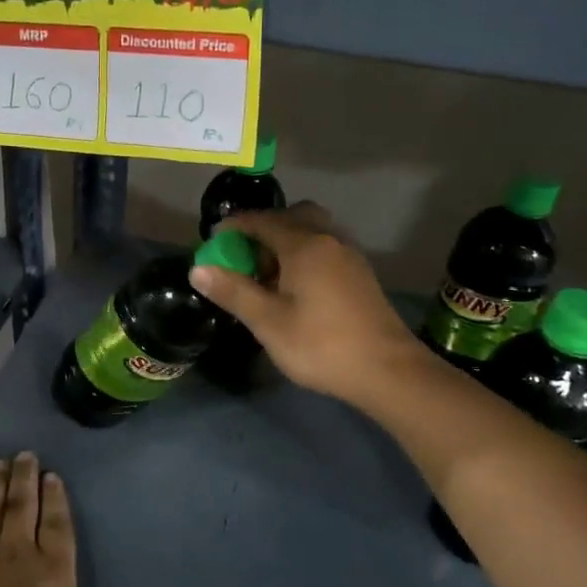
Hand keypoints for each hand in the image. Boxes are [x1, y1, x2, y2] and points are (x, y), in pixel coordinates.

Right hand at [188, 202, 429, 407]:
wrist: (388, 370)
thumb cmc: (322, 345)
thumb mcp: (268, 322)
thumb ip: (233, 292)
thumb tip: (198, 269)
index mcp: (304, 245)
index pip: (262, 221)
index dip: (233, 226)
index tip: (213, 241)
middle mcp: (329, 240)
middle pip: (293, 216)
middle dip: (264, 227)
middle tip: (245, 254)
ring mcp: (349, 256)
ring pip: (312, 232)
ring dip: (285, 241)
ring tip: (266, 274)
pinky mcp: (360, 275)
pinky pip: (324, 249)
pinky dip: (303, 255)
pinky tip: (294, 287)